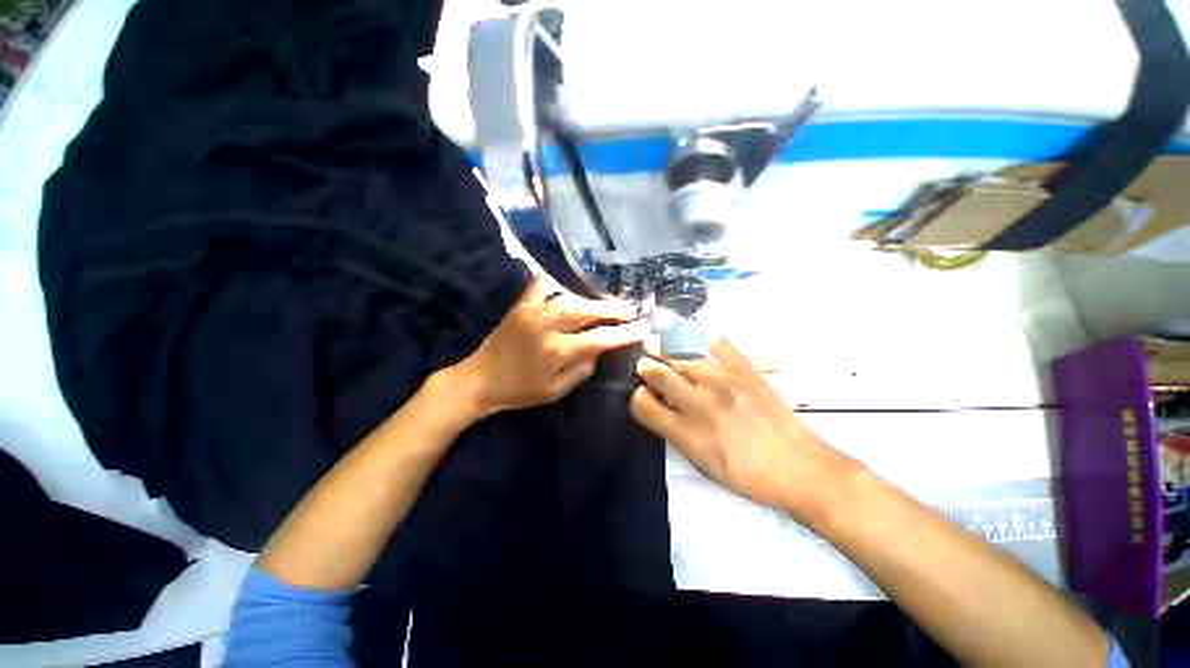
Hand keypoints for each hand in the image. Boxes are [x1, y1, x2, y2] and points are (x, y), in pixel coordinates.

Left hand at [453, 277, 649, 418]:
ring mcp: (532, 312)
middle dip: (612, 309)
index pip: (598, 339)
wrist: (480, 380)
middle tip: (630, 310)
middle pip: (586, 311)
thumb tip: (598, 350)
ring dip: (590, 300)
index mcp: (556, 352)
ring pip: (569, 297)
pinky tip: (566, 293)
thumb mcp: (555, 391)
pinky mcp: (520, 305)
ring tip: (605, 305)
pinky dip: (557, 286)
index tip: (642, 327)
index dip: (623, 333)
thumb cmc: (520, 391)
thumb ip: (581, 370)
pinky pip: (542, 286)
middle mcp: (546, 327)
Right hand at [630, 337, 854, 518]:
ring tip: (662, 348)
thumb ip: (675, 435)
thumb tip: (659, 410)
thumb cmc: (747, 476)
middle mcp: (700, 404)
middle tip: (645, 364)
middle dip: (647, 368)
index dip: (637, 398)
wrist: (799, 468)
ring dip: (668, 353)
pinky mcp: (746, 371)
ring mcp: (723, 383)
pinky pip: (719, 345)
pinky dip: (705, 342)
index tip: (640, 395)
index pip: (645, 405)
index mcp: (687, 434)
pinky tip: (701, 345)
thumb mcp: (702, 465)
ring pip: (683, 358)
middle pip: (660, 374)